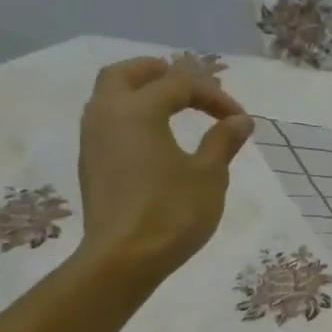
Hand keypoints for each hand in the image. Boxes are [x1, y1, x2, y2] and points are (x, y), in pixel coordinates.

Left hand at [74, 57, 253, 279]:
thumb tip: (240, 120)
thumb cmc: (172, 212)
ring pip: (111, 95)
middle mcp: (108, 113)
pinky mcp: (92, 162)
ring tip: (173, 107)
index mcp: (138, 109)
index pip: (180, 84)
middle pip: (127, 73)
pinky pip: (109, 120)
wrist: (124, 258)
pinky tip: (154, 136)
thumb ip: (223, 141)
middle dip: (160, 73)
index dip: (214, 96)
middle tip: (189, 85)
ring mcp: (93, 138)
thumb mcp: (209, 176)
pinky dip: (132, 115)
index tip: (240, 119)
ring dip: (142, 92)